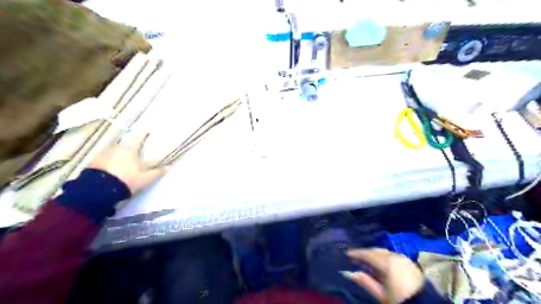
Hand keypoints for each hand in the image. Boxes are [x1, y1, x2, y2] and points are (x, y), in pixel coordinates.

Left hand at [88, 132, 167, 192]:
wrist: (98, 191)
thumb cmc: (126, 180)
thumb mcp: (145, 179)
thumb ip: (157, 172)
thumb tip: (169, 167)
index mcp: (129, 149)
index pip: (138, 137)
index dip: (143, 134)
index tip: (146, 132)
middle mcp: (115, 148)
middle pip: (125, 144)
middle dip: (130, 146)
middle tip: (135, 151)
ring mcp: (102, 154)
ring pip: (114, 151)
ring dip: (119, 154)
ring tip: (123, 161)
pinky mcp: (92, 162)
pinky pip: (104, 158)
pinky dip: (109, 161)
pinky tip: (111, 168)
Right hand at [344, 249, 424, 302]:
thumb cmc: (400, 300)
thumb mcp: (381, 295)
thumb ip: (364, 281)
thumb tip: (348, 273)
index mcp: (387, 262)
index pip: (367, 254)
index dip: (356, 253)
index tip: (346, 254)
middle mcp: (395, 256)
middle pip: (376, 251)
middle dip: (365, 253)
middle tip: (355, 257)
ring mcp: (404, 258)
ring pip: (384, 252)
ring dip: (374, 255)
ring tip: (366, 261)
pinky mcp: (410, 263)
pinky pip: (392, 256)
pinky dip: (384, 258)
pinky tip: (380, 264)